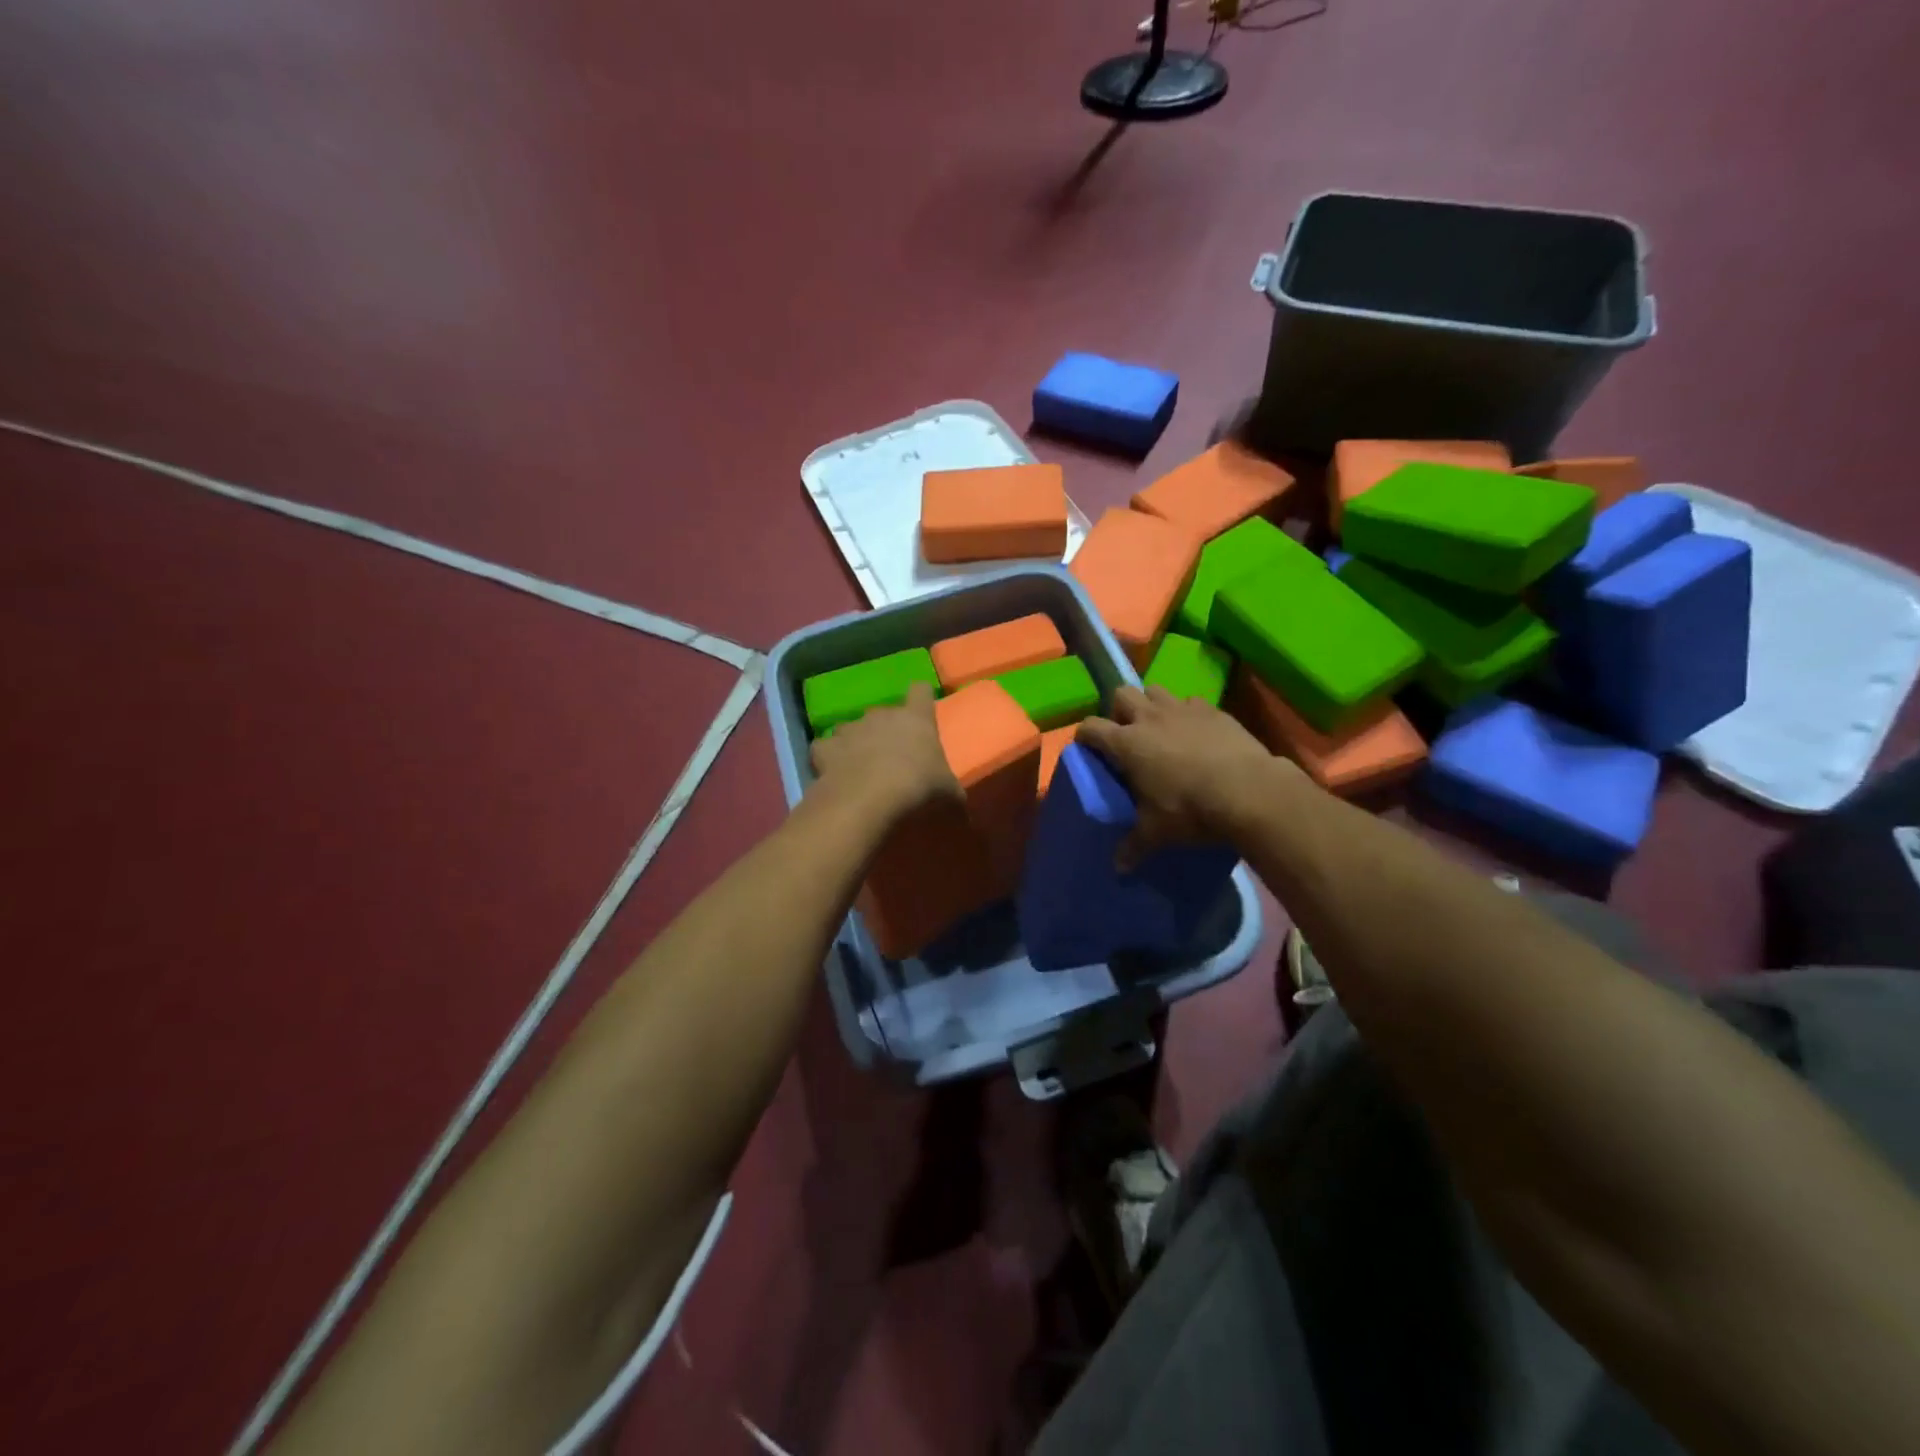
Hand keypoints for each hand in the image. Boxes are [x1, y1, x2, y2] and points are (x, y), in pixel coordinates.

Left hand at [809, 682, 959, 822]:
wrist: (867, 800)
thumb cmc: (917, 788)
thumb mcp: (948, 794)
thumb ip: (952, 792)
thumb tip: (959, 803)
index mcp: (916, 718)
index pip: (920, 690)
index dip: (921, 699)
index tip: (922, 713)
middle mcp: (881, 715)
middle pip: (884, 712)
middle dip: (886, 730)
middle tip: (892, 757)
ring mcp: (850, 729)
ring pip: (852, 728)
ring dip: (856, 742)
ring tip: (860, 767)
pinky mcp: (825, 748)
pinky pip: (825, 748)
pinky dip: (829, 758)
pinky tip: (834, 774)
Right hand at [1076, 685, 1297, 866]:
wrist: (1249, 791)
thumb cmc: (1191, 809)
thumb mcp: (1157, 832)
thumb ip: (1134, 846)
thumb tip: (1118, 869)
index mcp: (1127, 743)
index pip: (1090, 727)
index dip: (1084, 735)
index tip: (1087, 748)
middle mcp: (1150, 717)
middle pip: (1122, 694)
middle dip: (1119, 711)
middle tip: (1128, 735)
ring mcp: (1183, 709)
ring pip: (1156, 690)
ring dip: (1152, 705)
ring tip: (1161, 729)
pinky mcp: (1213, 710)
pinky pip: (1191, 703)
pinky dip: (1187, 714)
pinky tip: (1197, 734)